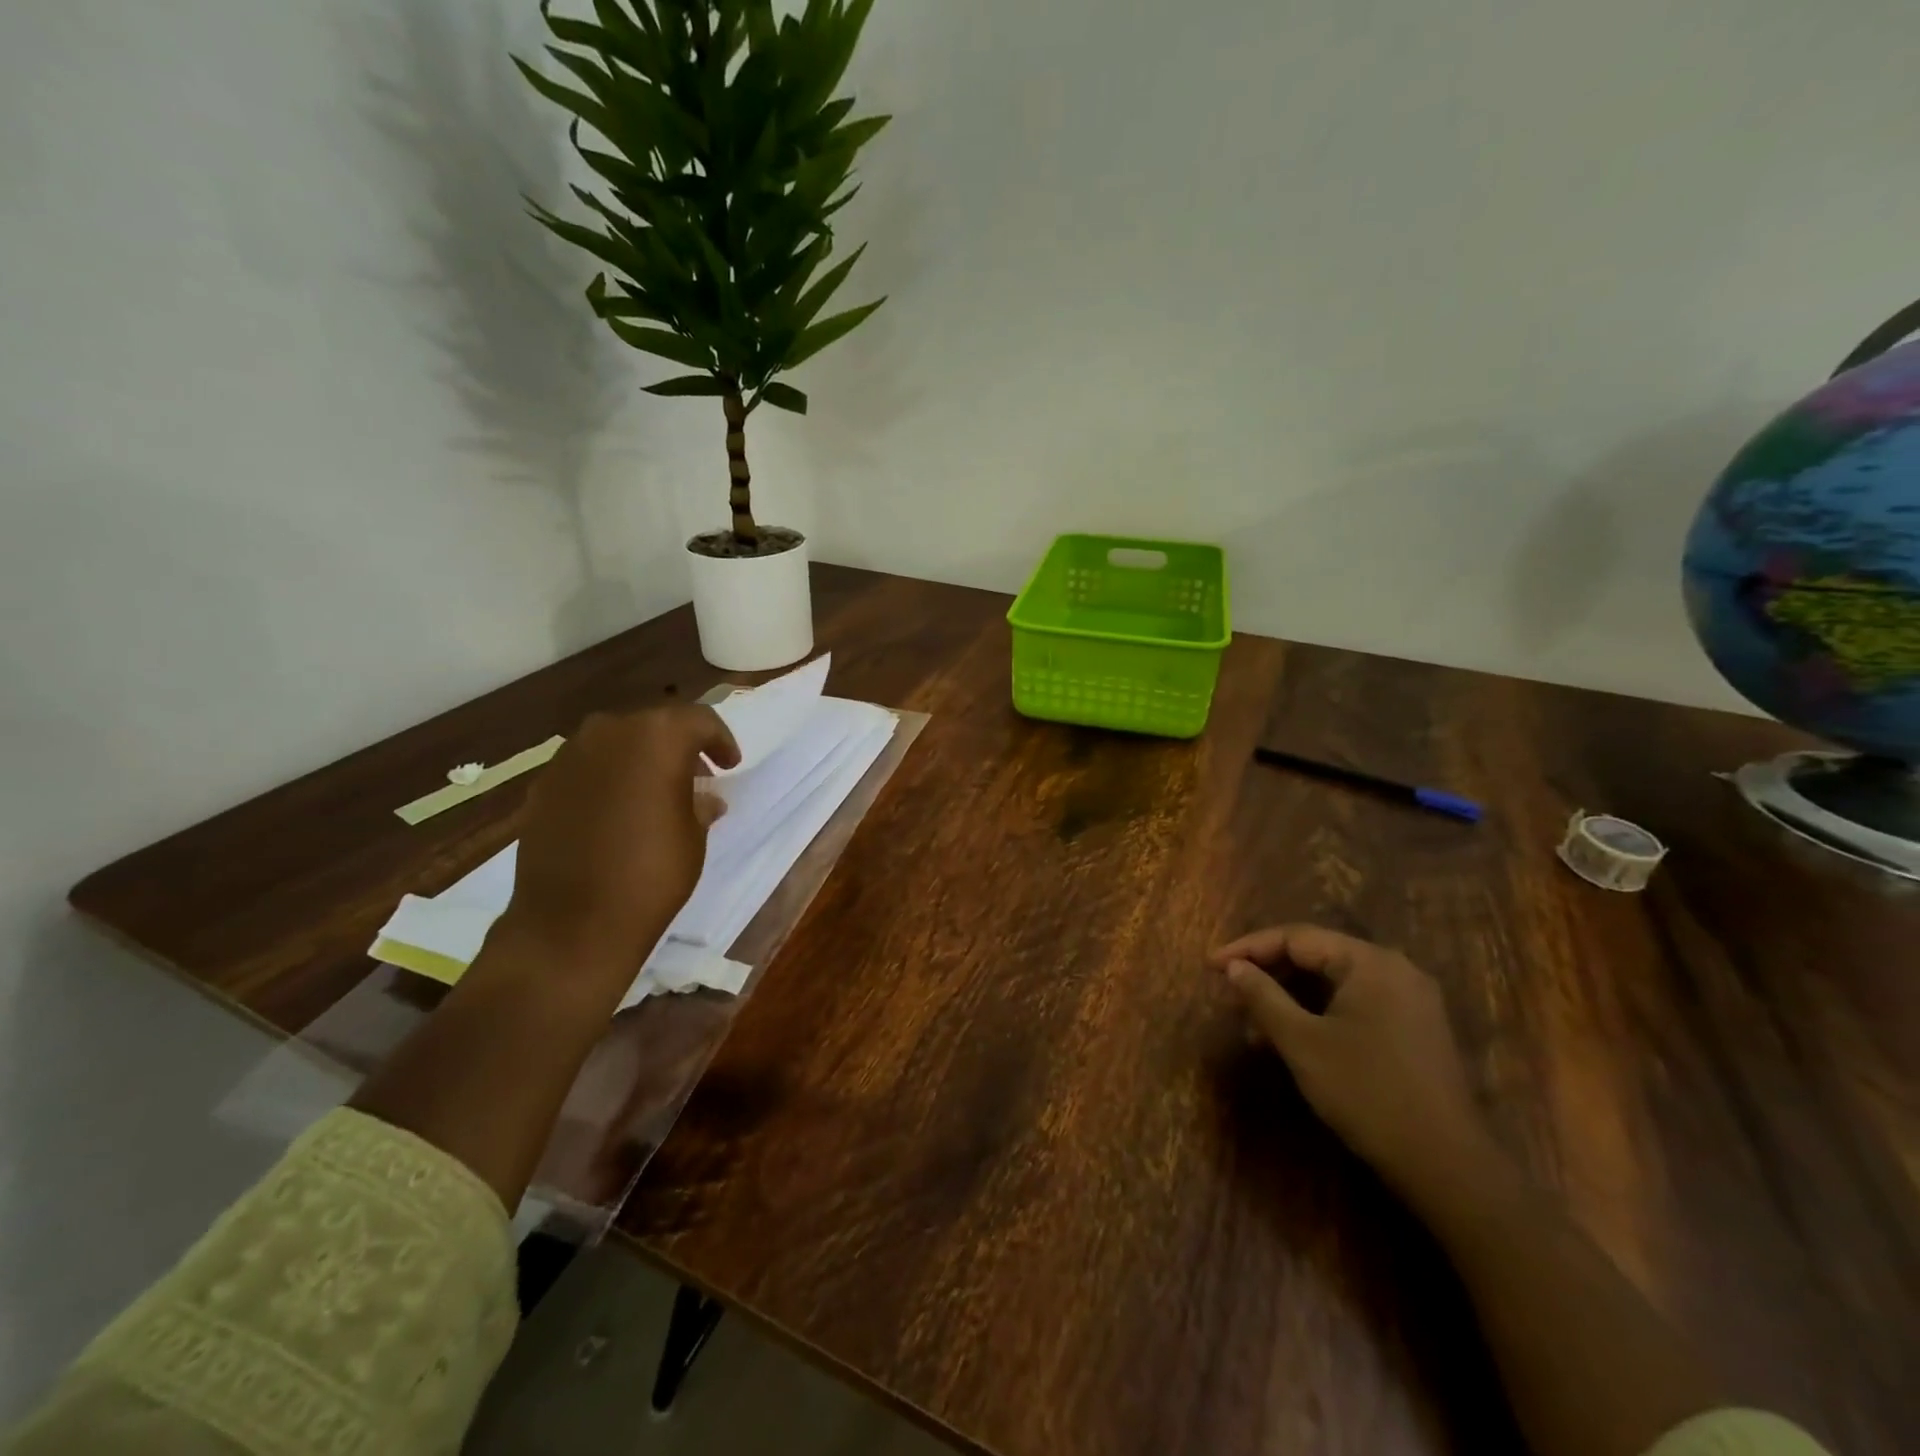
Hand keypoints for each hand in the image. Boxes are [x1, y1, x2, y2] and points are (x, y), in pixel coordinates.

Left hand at [496, 704, 739, 987]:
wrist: (572, 923)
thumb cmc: (652, 874)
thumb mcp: (694, 836)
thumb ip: (699, 804)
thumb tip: (702, 798)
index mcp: (657, 737)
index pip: (699, 721)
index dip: (720, 740)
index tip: (730, 764)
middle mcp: (609, 732)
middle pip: (654, 725)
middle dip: (678, 746)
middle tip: (696, 777)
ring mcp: (569, 757)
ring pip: (616, 743)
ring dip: (640, 760)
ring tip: (655, 794)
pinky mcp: (543, 785)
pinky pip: (587, 768)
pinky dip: (608, 779)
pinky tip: (617, 812)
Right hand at [1210, 925, 1502, 1205]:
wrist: (1446, 1165)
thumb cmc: (1366, 1093)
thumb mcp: (1302, 1042)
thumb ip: (1264, 996)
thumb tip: (1234, 967)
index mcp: (1370, 962)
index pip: (1296, 938)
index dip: (1248, 948)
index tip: (1211, 966)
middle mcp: (1395, 969)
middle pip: (1318, 954)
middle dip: (1269, 970)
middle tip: (1229, 987)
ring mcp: (1411, 1000)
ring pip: (1336, 981)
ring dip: (1292, 993)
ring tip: (1254, 1015)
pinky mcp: (1416, 1028)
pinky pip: (1356, 1002)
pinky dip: (1320, 1010)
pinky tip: (1295, 1033)